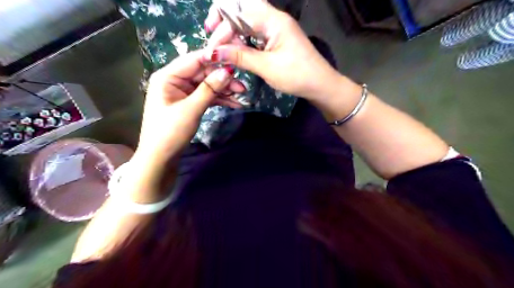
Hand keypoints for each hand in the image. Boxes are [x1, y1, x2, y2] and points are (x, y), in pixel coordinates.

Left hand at [132, 51, 244, 164]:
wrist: (161, 158)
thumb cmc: (170, 132)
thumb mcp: (191, 109)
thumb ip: (209, 89)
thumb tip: (228, 71)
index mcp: (168, 76)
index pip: (194, 60)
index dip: (215, 59)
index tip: (236, 61)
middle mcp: (175, 80)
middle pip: (203, 73)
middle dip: (223, 79)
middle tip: (243, 87)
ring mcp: (182, 92)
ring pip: (207, 85)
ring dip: (224, 90)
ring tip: (242, 96)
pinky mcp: (189, 103)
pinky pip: (206, 96)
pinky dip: (219, 100)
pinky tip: (234, 103)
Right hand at [204, 0, 339, 99]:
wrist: (320, 84)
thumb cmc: (296, 75)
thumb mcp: (266, 67)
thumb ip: (240, 57)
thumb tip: (213, 52)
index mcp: (273, 20)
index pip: (239, 13)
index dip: (222, 28)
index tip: (212, 48)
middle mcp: (274, 18)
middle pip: (242, 10)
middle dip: (224, 23)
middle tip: (211, 40)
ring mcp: (276, 28)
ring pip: (248, 21)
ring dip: (232, 31)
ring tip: (220, 45)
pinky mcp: (277, 38)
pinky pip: (255, 33)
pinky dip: (243, 39)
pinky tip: (235, 48)